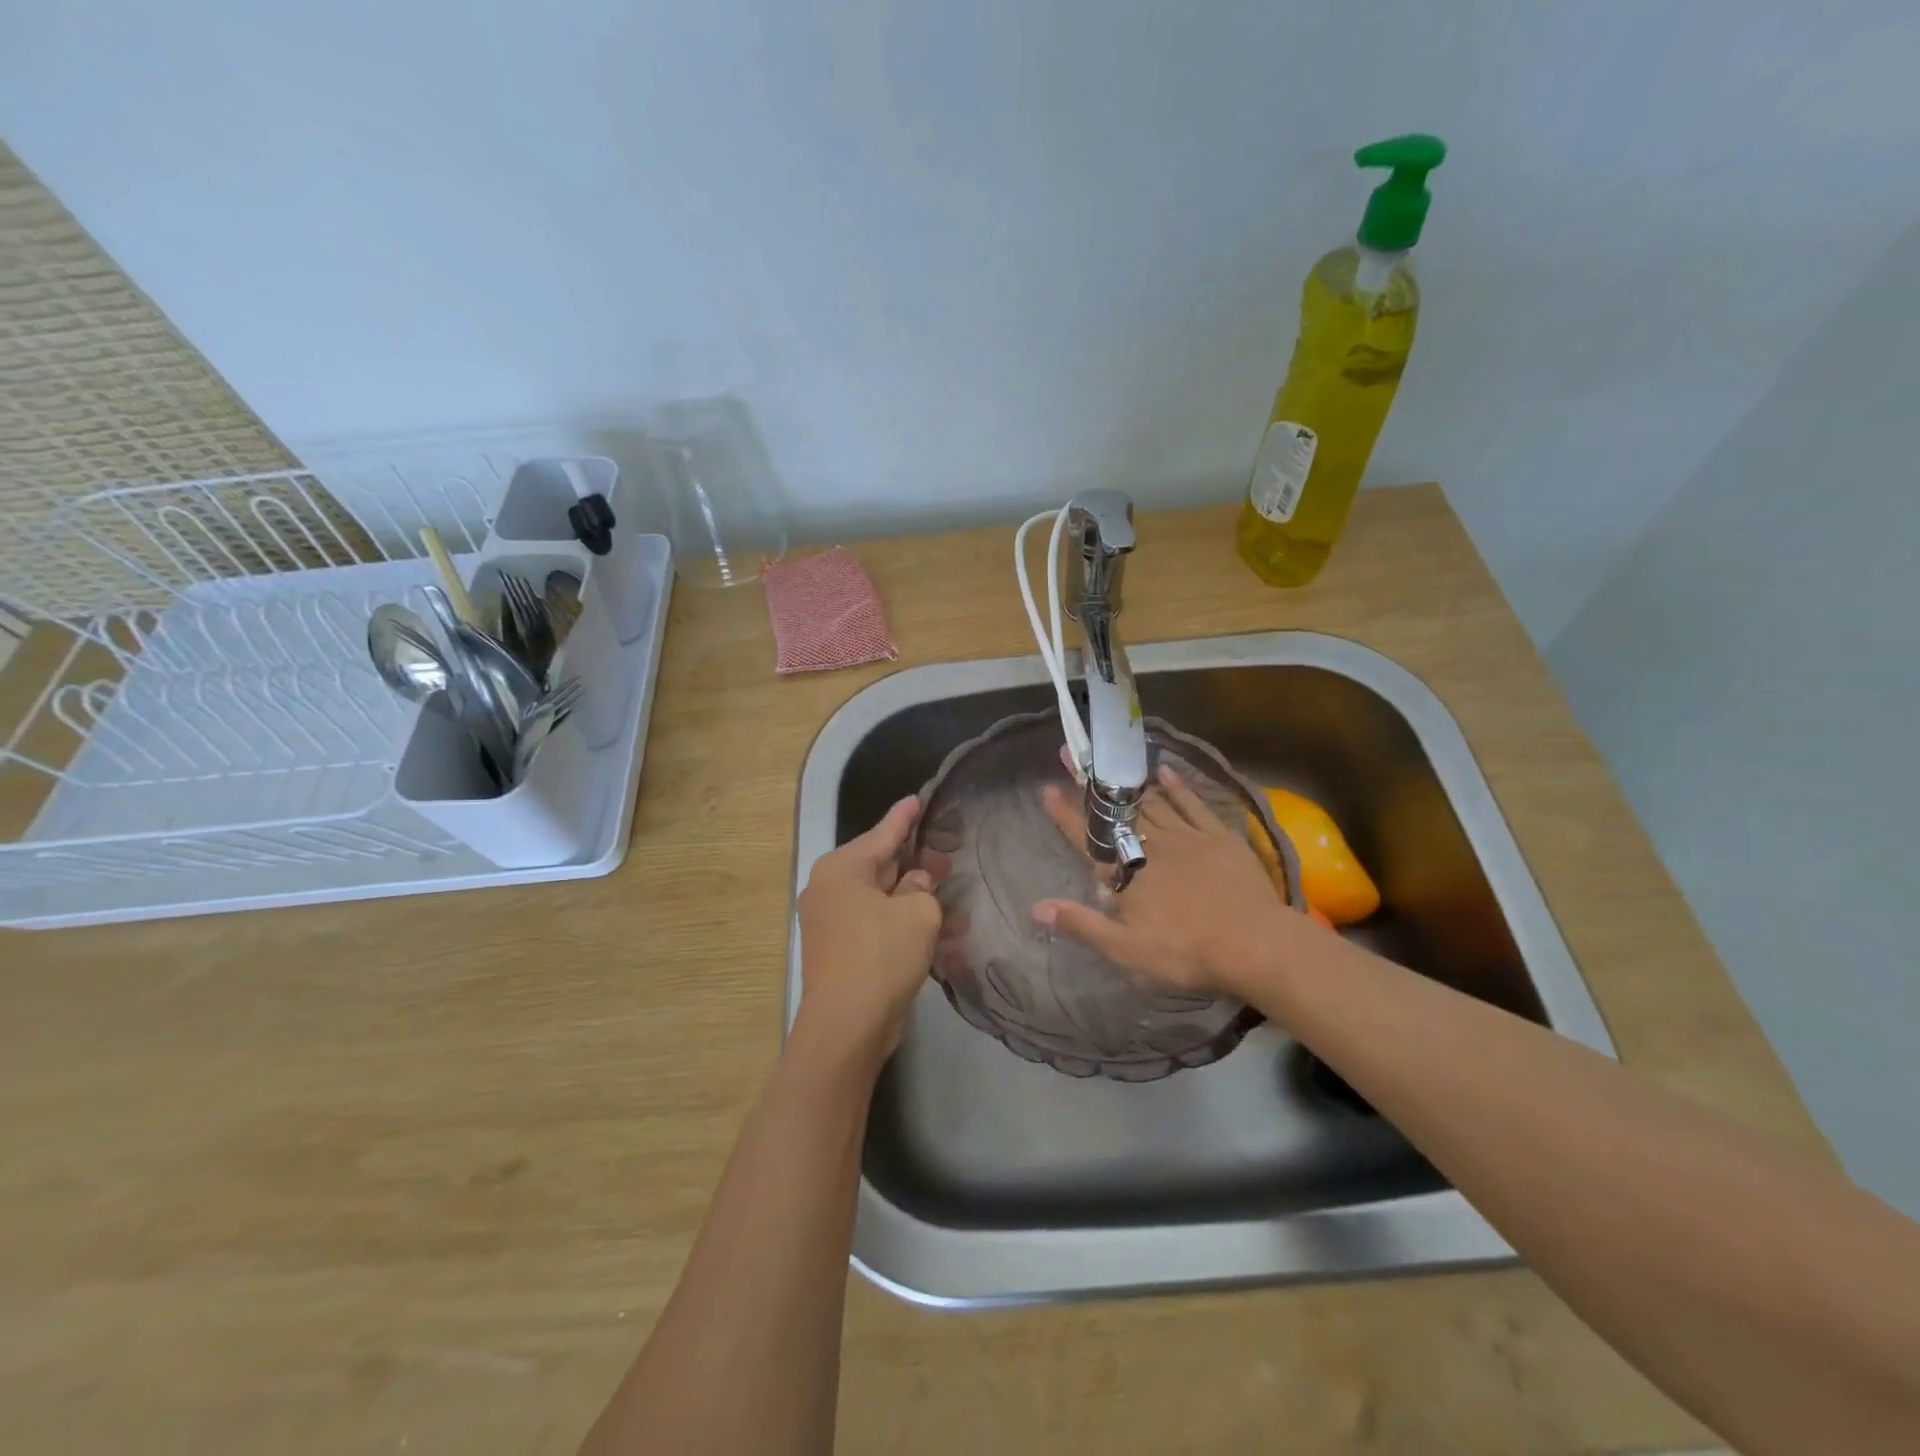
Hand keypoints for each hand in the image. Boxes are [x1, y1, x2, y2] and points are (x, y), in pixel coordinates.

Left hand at [795, 795, 941, 1064]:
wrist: (846, 1027)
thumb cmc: (881, 957)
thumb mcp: (917, 913)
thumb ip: (922, 887)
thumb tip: (916, 883)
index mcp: (842, 869)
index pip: (882, 833)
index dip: (905, 817)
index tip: (919, 798)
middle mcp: (830, 889)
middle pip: (881, 865)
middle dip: (916, 862)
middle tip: (949, 853)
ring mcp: (831, 921)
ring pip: (882, 897)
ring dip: (915, 898)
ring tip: (952, 892)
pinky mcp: (841, 949)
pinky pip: (877, 923)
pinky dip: (903, 922)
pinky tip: (938, 927)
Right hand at [1033, 763, 1301, 998]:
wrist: (1254, 944)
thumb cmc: (1186, 952)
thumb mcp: (1126, 949)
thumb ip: (1081, 924)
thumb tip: (1036, 907)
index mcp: (1126, 873)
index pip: (1087, 839)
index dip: (1064, 814)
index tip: (1046, 789)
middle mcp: (1151, 846)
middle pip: (1114, 812)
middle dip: (1089, 786)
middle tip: (1071, 755)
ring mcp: (1186, 836)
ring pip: (1150, 803)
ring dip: (1126, 784)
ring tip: (1109, 762)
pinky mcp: (1217, 835)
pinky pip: (1192, 803)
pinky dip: (1176, 785)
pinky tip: (1164, 770)